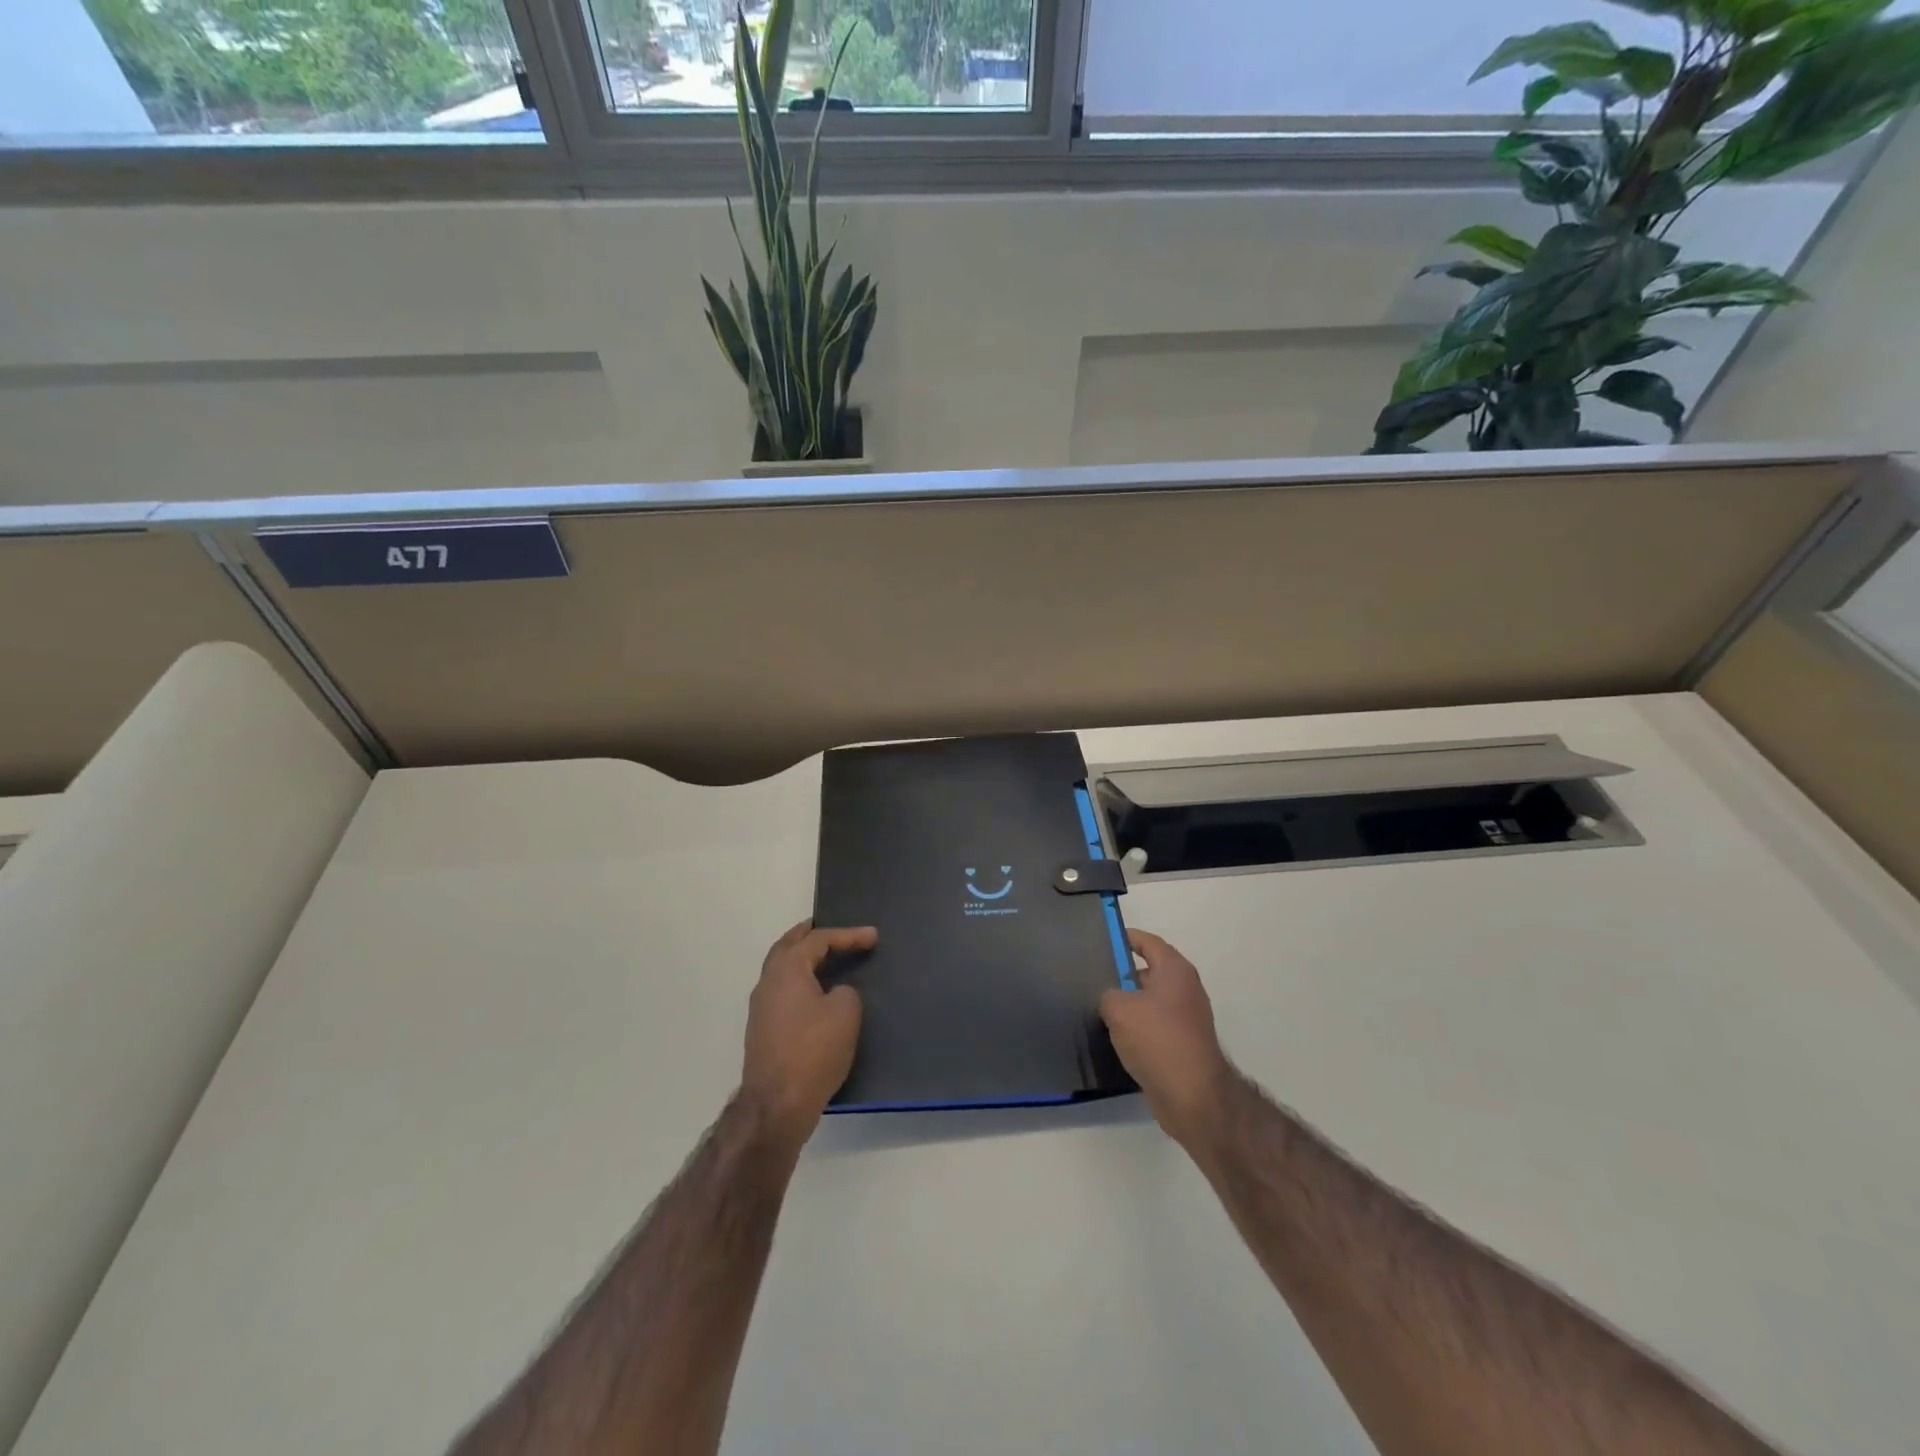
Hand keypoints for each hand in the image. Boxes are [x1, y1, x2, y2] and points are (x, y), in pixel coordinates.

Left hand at [741, 920, 871, 1148]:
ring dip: (802, 958)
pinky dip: (799, 980)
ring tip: (825, 957)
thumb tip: (835, 994)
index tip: (873, 936)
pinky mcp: (762, 1030)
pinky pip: (782, 990)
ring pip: (781, 969)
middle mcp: (768, 981)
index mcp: (787, 969)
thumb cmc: (814, 1051)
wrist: (777, 1105)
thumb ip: (845, 991)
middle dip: (810, 935)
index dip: (848, 935)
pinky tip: (815, 992)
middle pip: (788, 946)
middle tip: (831, 928)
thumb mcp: (846, 1013)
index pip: (818, 940)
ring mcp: (761, 1007)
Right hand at [1101, 929, 1235, 1147]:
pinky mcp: (1183, 1045)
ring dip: (1128, 1004)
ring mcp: (1187, 1019)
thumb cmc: (1157, 1039)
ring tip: (1097, 1008)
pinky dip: (1136, 1028)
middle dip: (1121, 973)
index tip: (1102, 939)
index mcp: (1175, 970)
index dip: (1126, 938)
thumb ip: (1107, 994)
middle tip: (1092, 977)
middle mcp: (1185, 989)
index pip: (1148, 942)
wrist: (1192, 1096)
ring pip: (1150, 1002)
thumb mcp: (1118, 1009)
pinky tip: (1113, 1037)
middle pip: (1149, 971)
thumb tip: (1109, 997)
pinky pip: (1154, 1026)